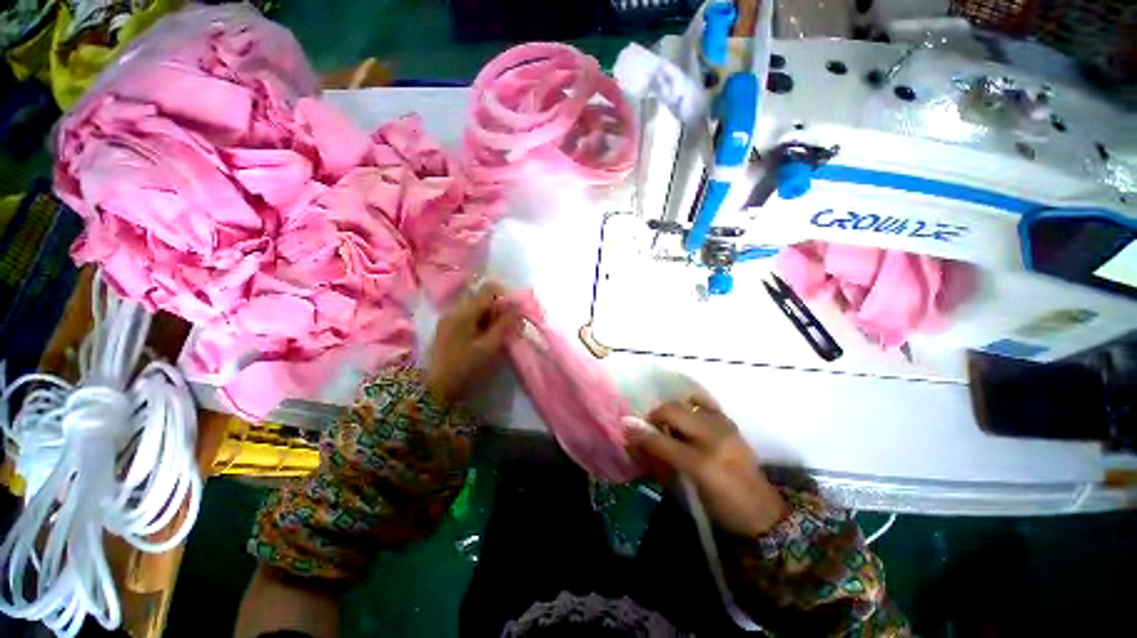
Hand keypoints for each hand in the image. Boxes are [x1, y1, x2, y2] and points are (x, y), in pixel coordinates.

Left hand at [425, 282, 522, 404]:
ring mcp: (449, 319)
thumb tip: (518, 307)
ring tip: (496, 337)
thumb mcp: (489, 347)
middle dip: (499, 310)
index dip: (505, 297)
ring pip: (477, 308)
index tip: (513, 315)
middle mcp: (455, 309)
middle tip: (507, 330)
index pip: (489, 289)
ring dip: (491, 318)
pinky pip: (469, 318)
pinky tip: (483, 340)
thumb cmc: (464, 367)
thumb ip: (505, 324)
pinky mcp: (447, 329)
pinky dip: (481, 324)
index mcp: (464, 311)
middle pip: (483, 298)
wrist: (434, 389)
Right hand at [624, 395, 787, 536]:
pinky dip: (690, 405)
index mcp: (701, 464)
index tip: (624, 426)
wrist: (763, 514)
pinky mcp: (731, 423)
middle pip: (672, 411)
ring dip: (670, 412)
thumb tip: (632, 444)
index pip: (659, 440)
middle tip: (649, 428)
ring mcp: (724, 427)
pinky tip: (687, 417)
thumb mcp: (684, 493)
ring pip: (685, 403)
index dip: (638, 432)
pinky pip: (704, 403)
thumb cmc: (720, 510)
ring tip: (668, 426)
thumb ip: (657, 464)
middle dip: (654, 416)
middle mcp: (713, 438)